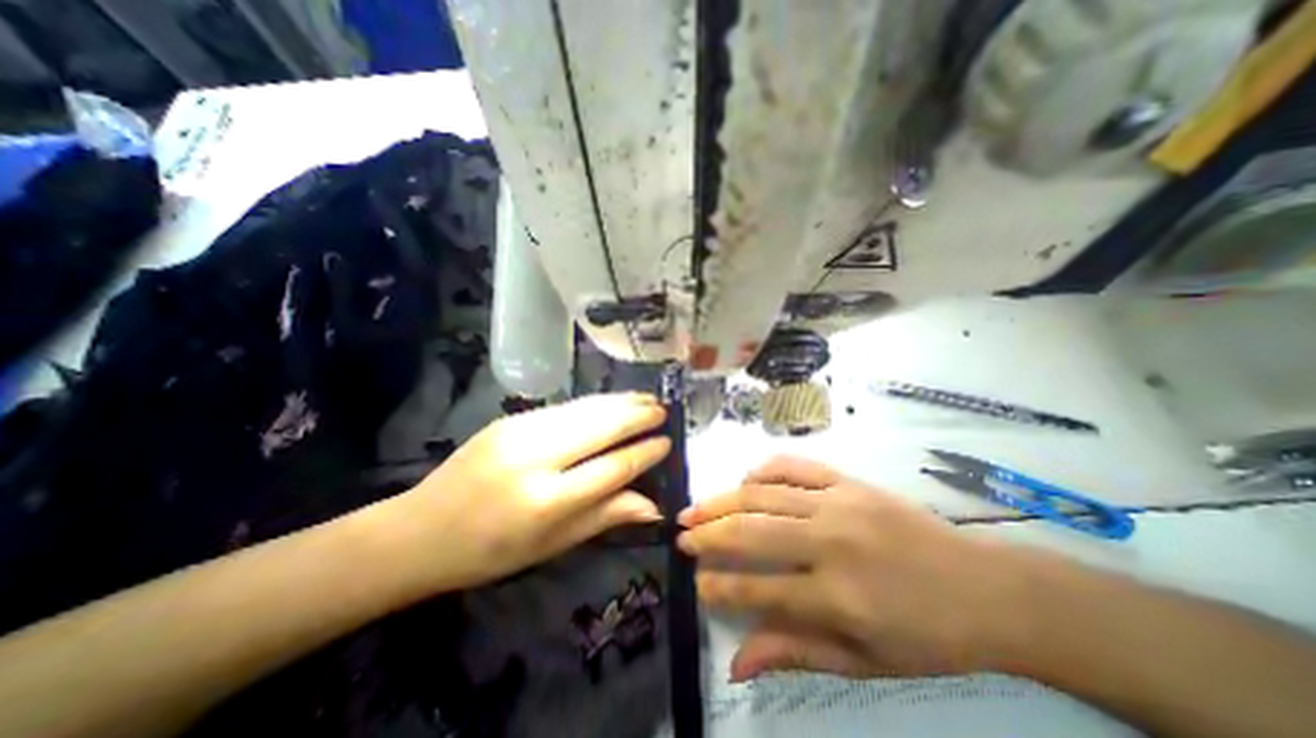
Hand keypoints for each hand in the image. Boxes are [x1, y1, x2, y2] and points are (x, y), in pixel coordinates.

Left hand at [377, 392, 668, 593]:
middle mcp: (536, 459)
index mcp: (547, 502)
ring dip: (620, 402)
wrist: (420, 530)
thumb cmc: (490, 552)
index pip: (612, 468)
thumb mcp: (552, 545)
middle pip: (601, 427)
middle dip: (638, 416)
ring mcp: (520, 432)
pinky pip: (565, 407)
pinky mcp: (510, 419)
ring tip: (646, 398)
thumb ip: (604, 517)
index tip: (667, 442)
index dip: (644, 453)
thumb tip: (653, 506)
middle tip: (663, 409)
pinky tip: (611, 401)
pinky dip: (594, 403)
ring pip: (584, 409)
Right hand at [678, 456, 1026, 679]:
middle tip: (681, 536)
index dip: (719, 587)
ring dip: (723, 501)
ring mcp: (839, 503)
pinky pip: (795, 466)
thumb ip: (796, 653)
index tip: (696, 583)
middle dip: (708, 535)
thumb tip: (736, 664)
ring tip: (695, 507)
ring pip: (764, 494)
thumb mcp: (865, 663)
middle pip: (751, 532)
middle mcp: (831, 542)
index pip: (758, 589)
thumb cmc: (928, 635)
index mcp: (838, 596)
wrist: (987, 587)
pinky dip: (764, 470)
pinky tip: (746, 480)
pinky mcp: (849, 481)